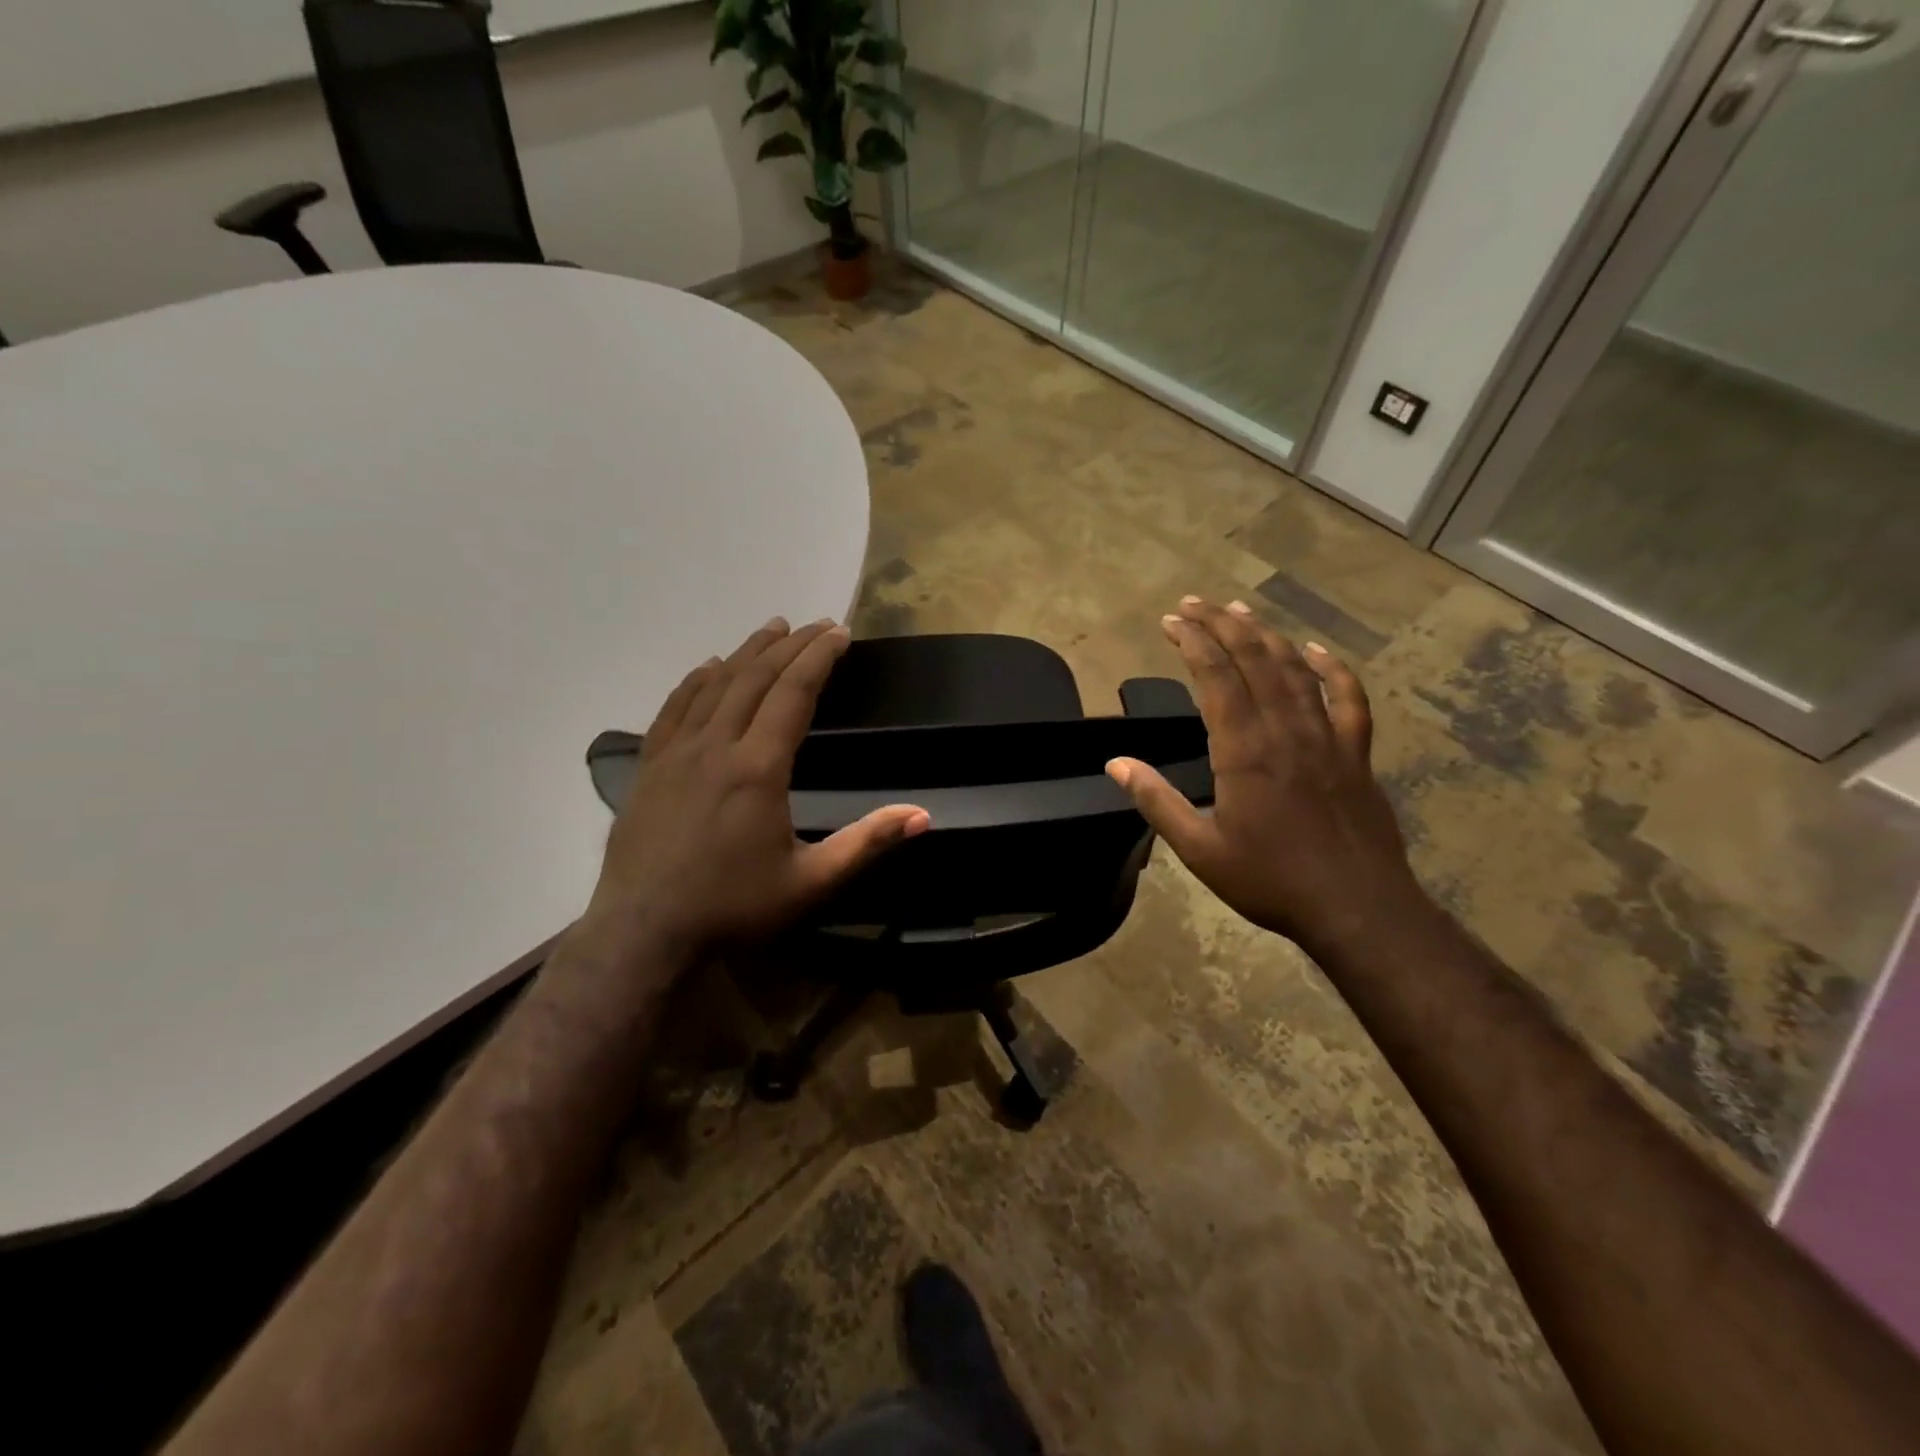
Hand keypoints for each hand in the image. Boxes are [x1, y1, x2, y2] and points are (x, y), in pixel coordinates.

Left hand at [581, 618, 929, 964]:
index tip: (840, 632)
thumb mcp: (811, 881)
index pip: (794, 693)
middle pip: (756, 678)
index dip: (819, 657)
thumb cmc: (733, 907)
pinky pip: (674, 708)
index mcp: (758, 768)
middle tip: (817, 624)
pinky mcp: (649, 766)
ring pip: (714, 685)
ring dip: (747, 652)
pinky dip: (696, 680)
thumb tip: (923, 816)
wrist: (644, 933)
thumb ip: (866, 843)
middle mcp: (716, 746)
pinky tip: (708, 668)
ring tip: (772, 628)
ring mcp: (676, 753)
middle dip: (790, 645)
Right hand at [1106, 597, 1423, 952]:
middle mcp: (1285, 730)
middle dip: (1221, 624)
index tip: (1171, 621)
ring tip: (1239, 611)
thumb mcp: (1199, 849)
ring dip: (1265, 634)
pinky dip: (1332, 668)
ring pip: (1295, 669)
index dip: (1192, 641)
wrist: (1356, 907)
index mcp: (1244, 750)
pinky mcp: (1356, 753)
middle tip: (1194, 603)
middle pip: (1253, 659)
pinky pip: (1348, 698)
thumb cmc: (1270, 880)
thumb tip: (1116, 764)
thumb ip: (1156, 801)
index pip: (1215, 677)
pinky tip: (1315, 650)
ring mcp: (1327, 737)